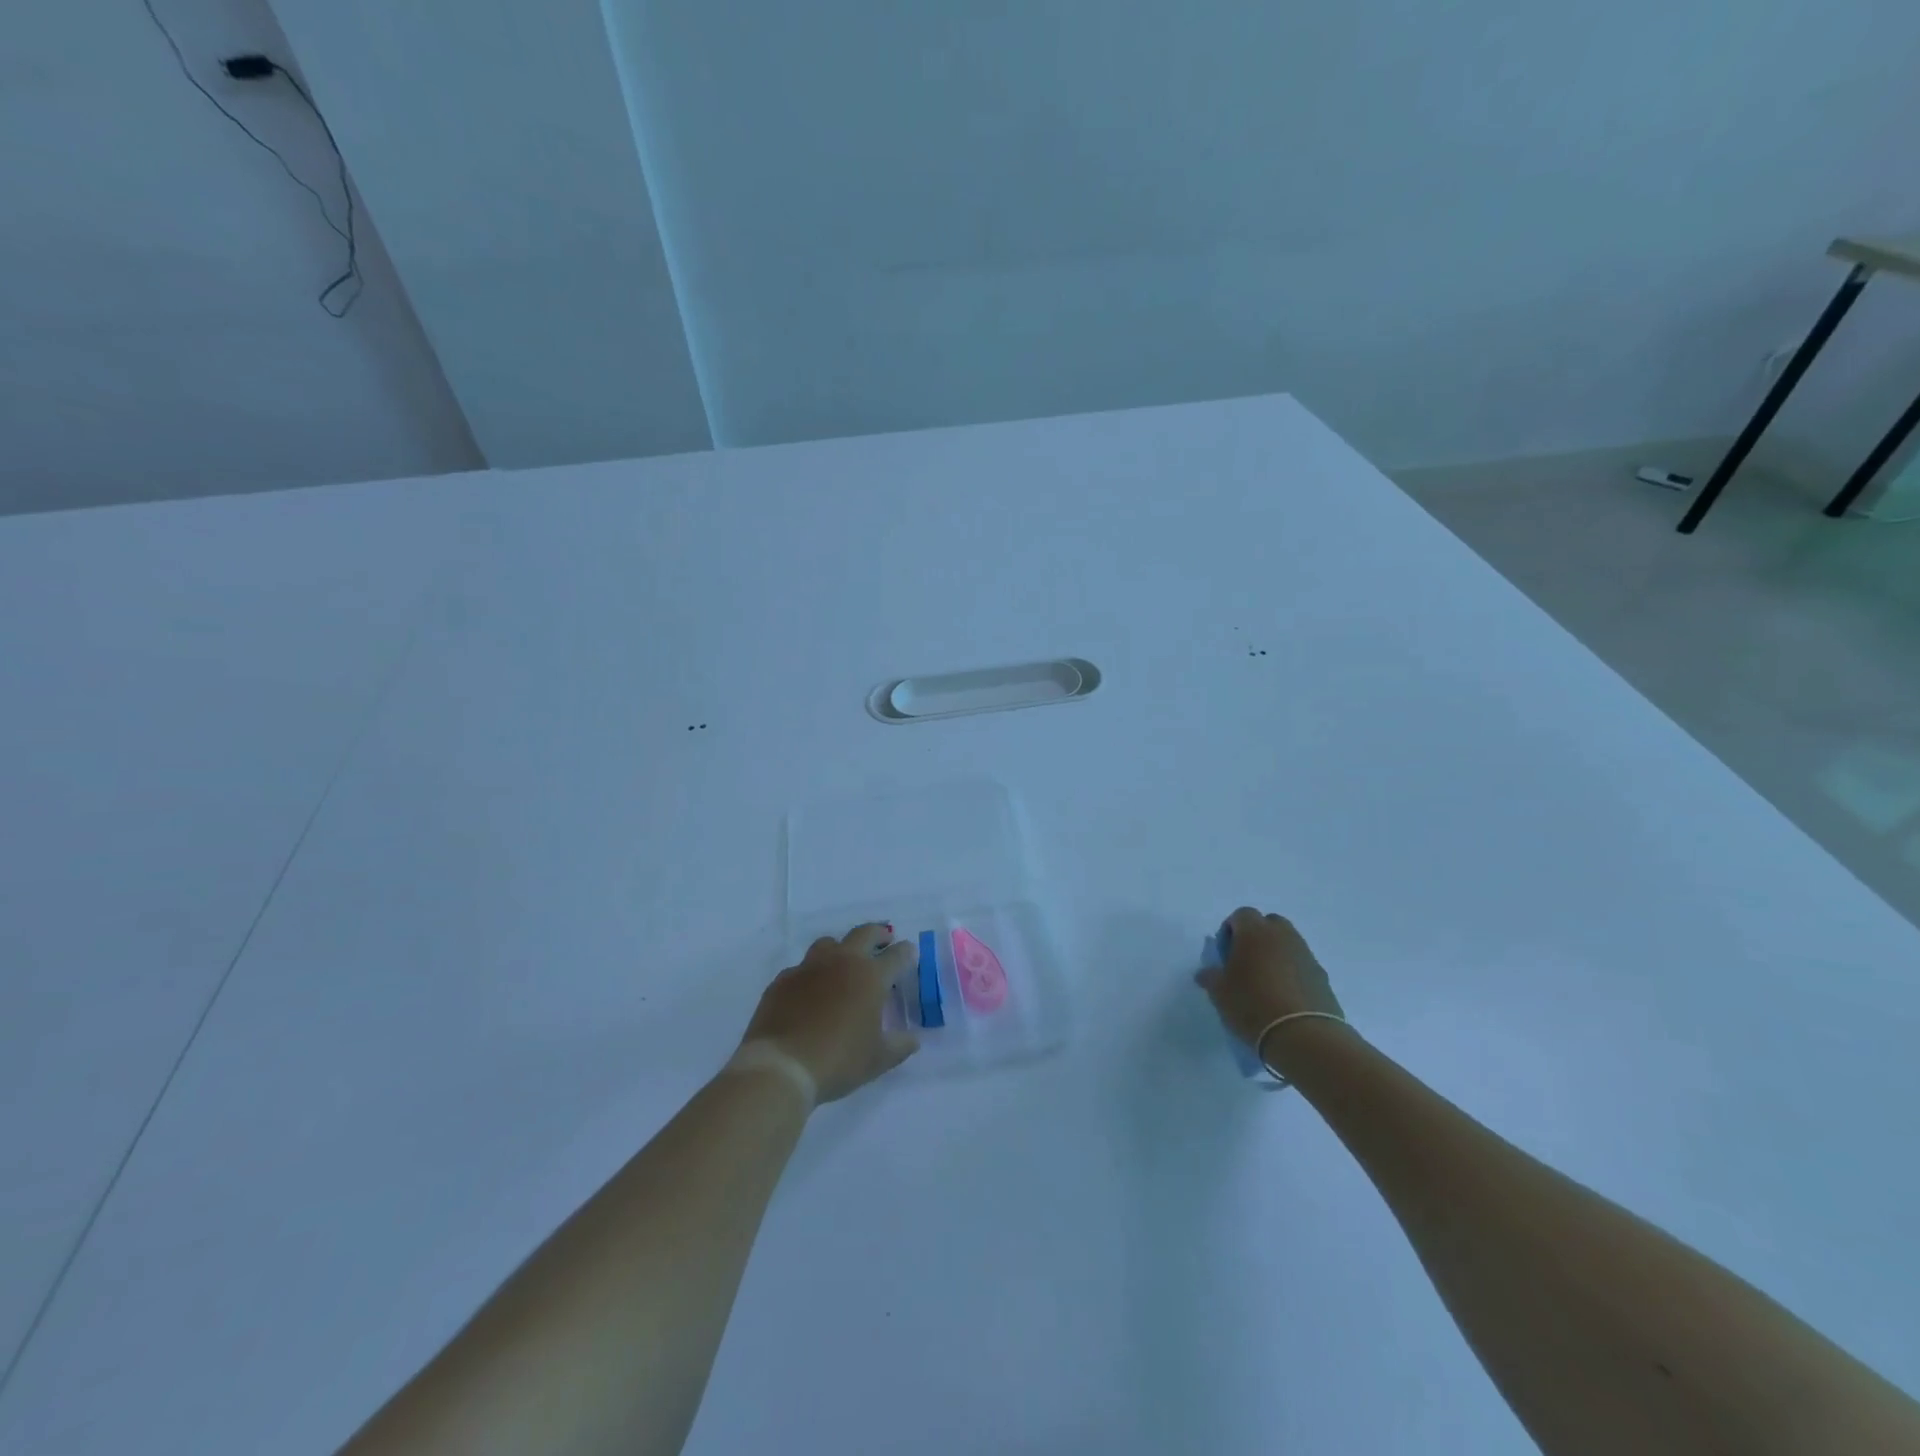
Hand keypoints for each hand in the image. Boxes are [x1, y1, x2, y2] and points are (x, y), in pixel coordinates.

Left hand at [739, 923, 919, 1102]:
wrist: (782, 1066)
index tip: (910, 953)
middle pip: (864, 933)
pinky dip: (812, 974)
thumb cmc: (838, 1060)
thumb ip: (900, 1045)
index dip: (907, 953)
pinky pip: (801, 968)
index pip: (897, 955)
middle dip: (878, 934)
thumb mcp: (878, 1059)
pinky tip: (810, 992)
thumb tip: (913, 1038)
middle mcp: (842, 961)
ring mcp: (809, 967)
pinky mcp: (783, 979)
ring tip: (844, 963)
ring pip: (829, 943)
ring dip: (841, 949)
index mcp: (871, 976)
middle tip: (884, 941)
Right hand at [1195, 907, 1346, 1063]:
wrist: (1304, 1036)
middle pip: (1269, 924)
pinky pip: (1302, 965)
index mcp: (1255, 932)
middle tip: (1246, 963)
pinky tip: (1284, 998)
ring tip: (1266, 983)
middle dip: (1257, 937)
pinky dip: (1292, 973)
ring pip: (1288, 944)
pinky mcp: (1323, 977)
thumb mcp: (1219, 992)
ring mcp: (1306, 955)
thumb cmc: (1252, 1005)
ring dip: (1276, 955)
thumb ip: (1210, 976)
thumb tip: (1205, 973)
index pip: (1241, 914)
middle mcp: (1283, 936)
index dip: (1231, 930)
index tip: (1225, 954)